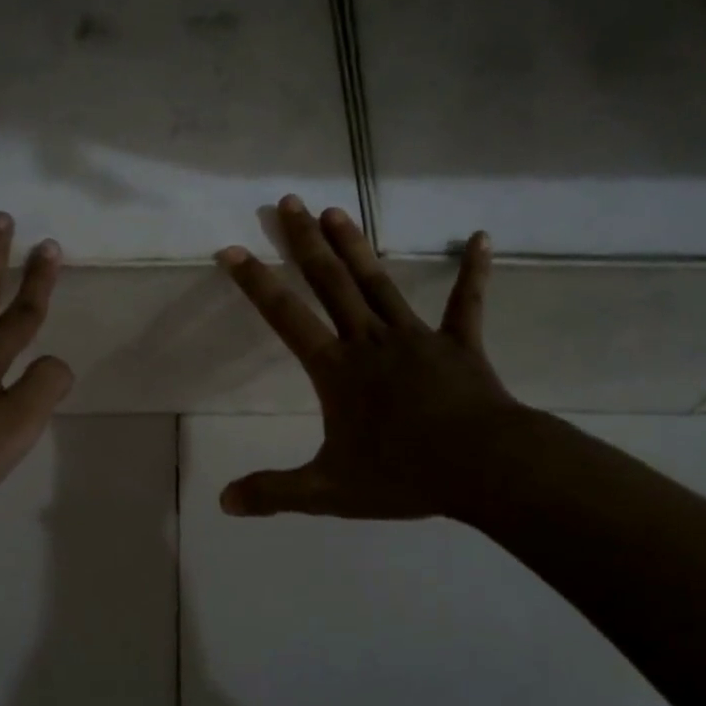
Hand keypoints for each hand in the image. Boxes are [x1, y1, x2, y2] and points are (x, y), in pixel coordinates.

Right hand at [216, 195, 529, 519]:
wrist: (481, 467)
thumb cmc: (401, 475)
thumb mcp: (328, 491)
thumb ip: (274, 493)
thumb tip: (224, 503)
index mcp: (336, 371)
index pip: (286, 318)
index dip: (256, 284)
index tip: (232, 250)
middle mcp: (369, 341)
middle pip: (330, 283)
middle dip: (305, 243)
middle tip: (289, 202)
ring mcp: (416, 338)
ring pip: (379, 283)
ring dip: (357, 246)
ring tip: (337, 210)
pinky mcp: (459, 345)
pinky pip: (466, 304)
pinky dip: (474, 272)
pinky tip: (482, 238)